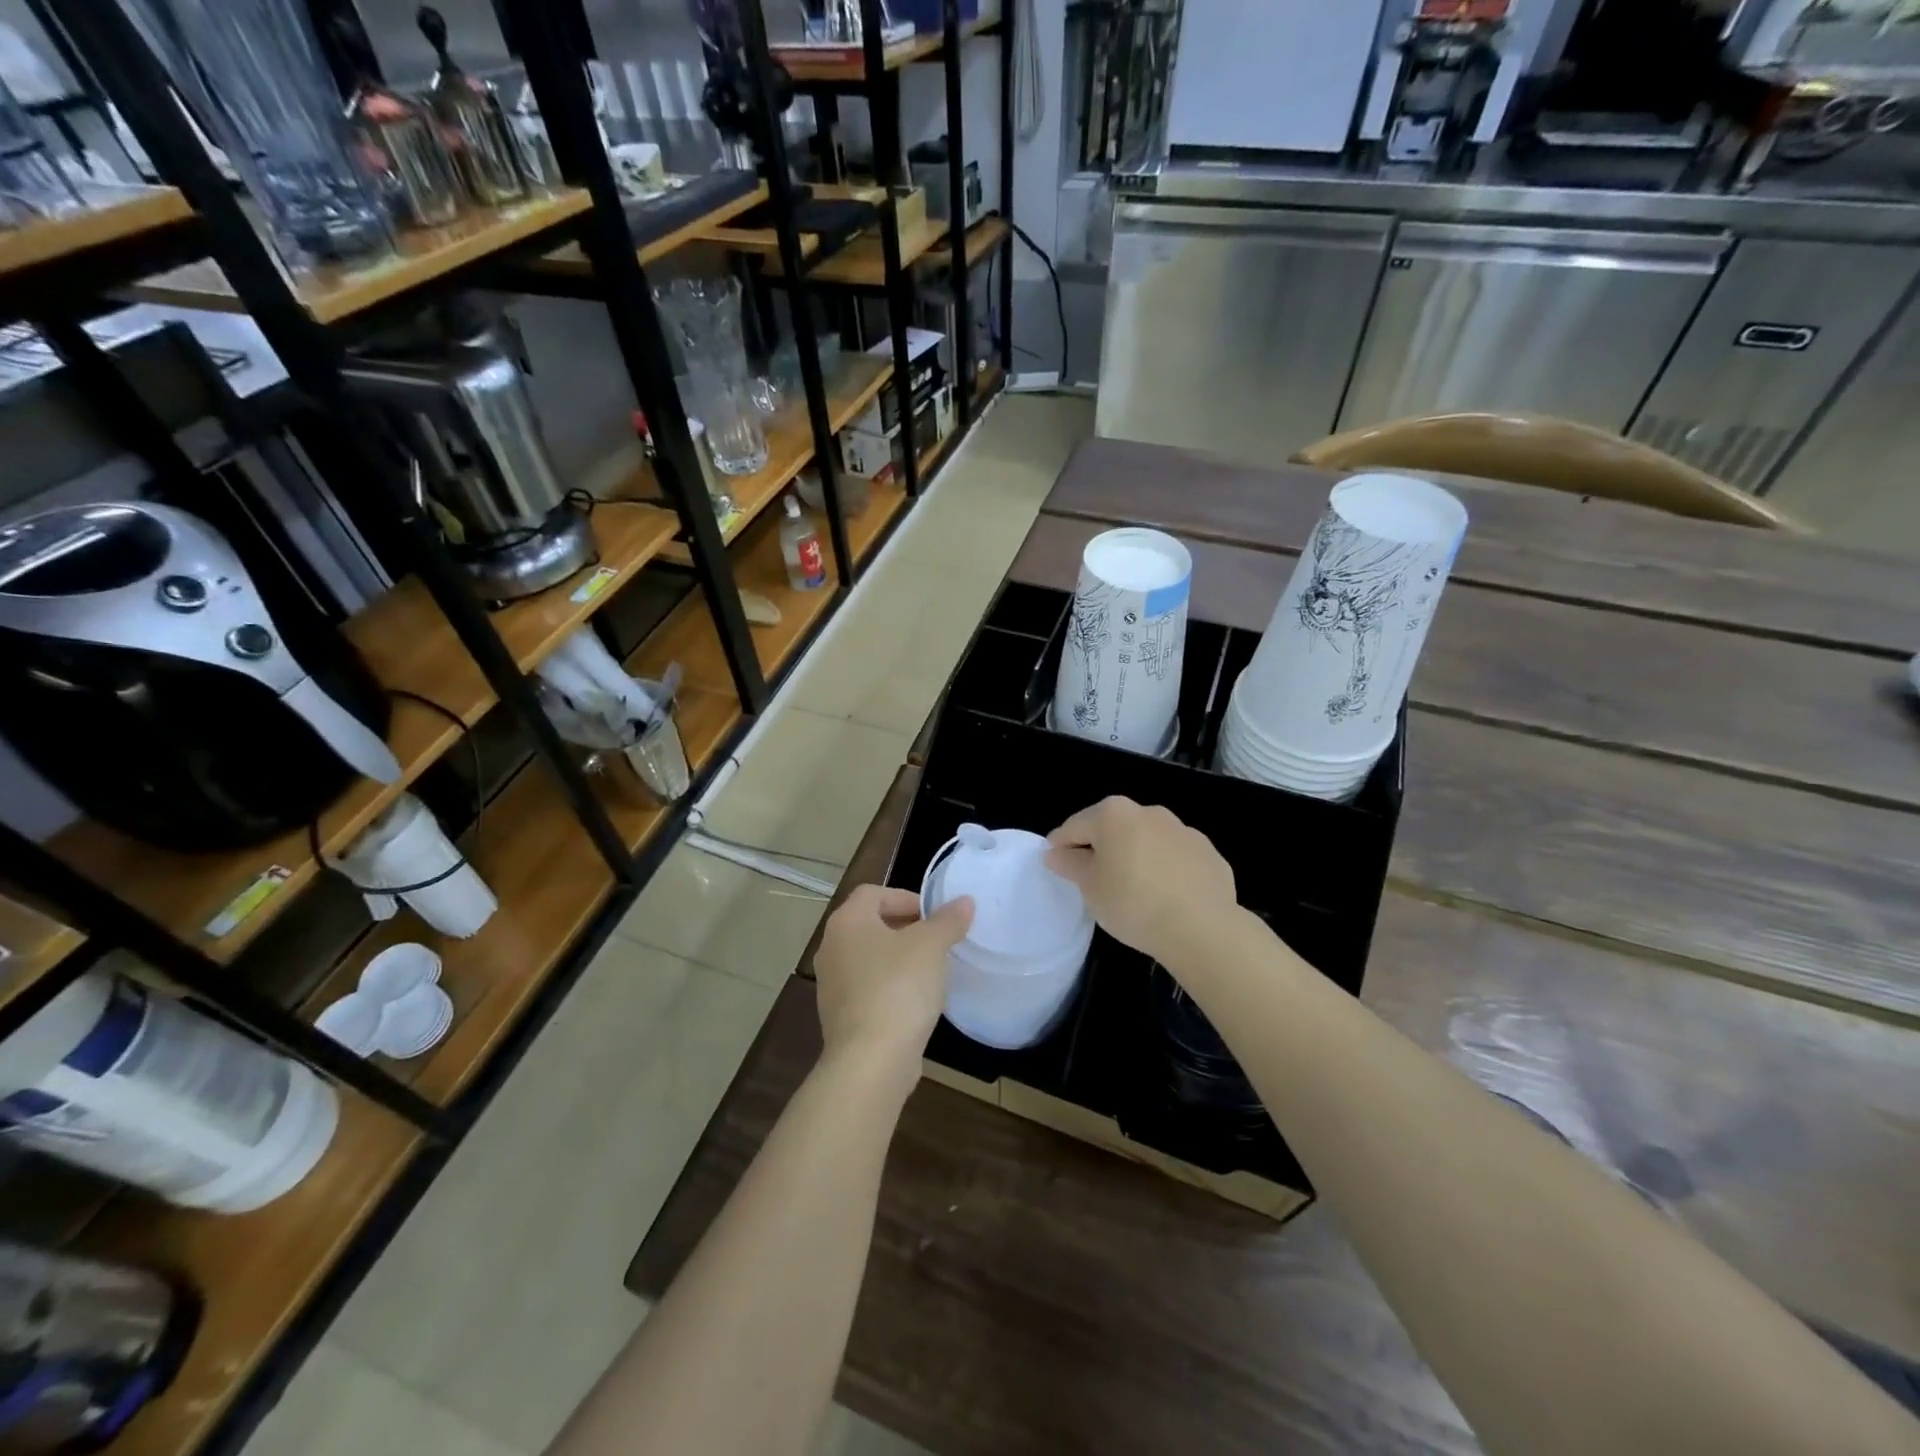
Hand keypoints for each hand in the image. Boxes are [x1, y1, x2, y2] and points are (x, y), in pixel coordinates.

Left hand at [813, 885, 972, 1090]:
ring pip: (870, 958)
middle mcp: (831, 948)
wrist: (871, 1060)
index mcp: (847, 922)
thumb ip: (948, 920)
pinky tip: (916, 1002)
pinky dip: (891, 987)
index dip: (905, 897)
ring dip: (899, 960)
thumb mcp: (931, 946)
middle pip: (870, 925)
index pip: (873, 893)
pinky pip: (868, 989)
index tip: (934, 915)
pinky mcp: (840, 1016)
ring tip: (931, 971)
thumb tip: (964, 902)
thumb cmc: (899, 988)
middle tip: (937, 940)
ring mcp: (831, 985)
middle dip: (905, 929)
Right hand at [1046, 797, 1235, 966]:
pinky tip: (1166, 897)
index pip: (1075, 826)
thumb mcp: (1090, 887)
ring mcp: (1184, 831)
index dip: (1060, 845)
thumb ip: (1070, 864)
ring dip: (1135, 857)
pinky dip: (1166, 870)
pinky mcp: (1208, 854)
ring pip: (1147, 841)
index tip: (1054, 864)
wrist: (1202, 928)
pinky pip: (1176, 859)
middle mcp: (1149, 812)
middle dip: (1101, 848)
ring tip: (1133, 890)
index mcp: (1114, 814)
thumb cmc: (1133, 902)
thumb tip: (1056, 852)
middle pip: (1113, 828)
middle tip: (1093, 880)